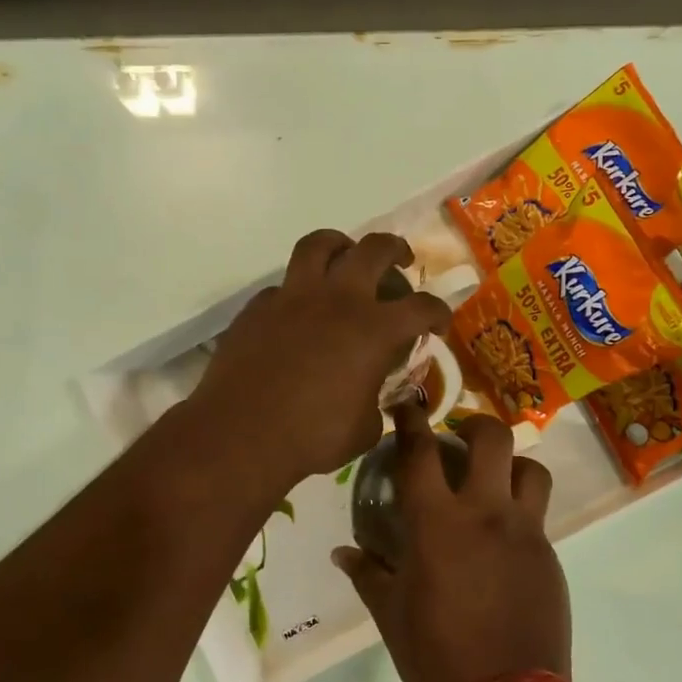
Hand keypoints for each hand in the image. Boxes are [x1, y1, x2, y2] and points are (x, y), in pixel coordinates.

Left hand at [193, 230, 449, 487]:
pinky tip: (298, 312)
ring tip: (345, 256)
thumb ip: (377, 404)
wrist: (242, 434)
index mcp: (375, 330)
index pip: (422, 307)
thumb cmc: (313, 436)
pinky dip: (298, 291)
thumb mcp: (365, 429)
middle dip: (395, 251)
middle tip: (400, 262)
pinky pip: (283, 286)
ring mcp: (293, 298)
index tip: (439, 325)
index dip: (438, 312)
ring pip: (320, 245)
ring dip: (340, 245)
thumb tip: (374, 400)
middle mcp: (338, 300)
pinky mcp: (258, 307)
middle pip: (375, 250)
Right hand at [333, 403, 567, 681]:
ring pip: (531, 470)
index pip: (420, 452)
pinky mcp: (550, 554)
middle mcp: (485, 513)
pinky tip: (503, 541)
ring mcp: (525, 532)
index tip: (408, 402)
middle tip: (461, 438)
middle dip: (476, 425)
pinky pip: (538, 516)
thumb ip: (367, 575)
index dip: (412, 420)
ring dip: (512, 465)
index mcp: (437, 523)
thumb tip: (342, 555)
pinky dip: (520, 513)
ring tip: (495, 482)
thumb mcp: (390, 614)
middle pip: (493, 439)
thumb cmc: (436, 654)